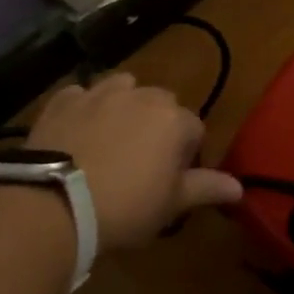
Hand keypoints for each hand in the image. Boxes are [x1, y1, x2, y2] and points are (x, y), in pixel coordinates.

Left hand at [23, 73, 240, 250]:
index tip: (169, 179)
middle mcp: (142, 96)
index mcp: (174, 119)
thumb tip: (239, 187)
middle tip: (141, 162)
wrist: (54, 203)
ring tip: (111, 138)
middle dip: (157, 125)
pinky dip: (83, 107)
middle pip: (161, 103)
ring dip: (123, 105)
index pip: (194, 130)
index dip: (184, 155)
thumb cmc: (125, 206)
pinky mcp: (63, 100)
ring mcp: (99, 93)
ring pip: (123, 88)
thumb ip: (207, 188)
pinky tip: (76, 132)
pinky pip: (81, 94)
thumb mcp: (171, 204)